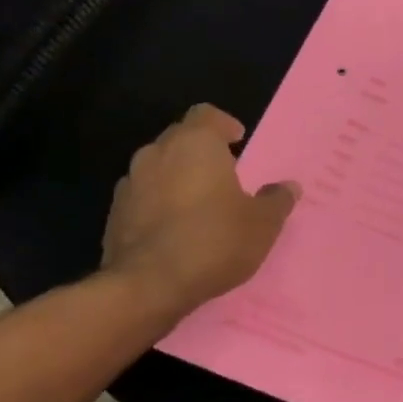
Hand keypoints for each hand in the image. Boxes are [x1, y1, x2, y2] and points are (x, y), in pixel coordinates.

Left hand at [100, 104, 298, 323]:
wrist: (148, 286)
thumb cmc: (214, 240)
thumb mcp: (263, 224)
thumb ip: (277, 200)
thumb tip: (288, 186)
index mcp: (195, 144)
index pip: (206, 114)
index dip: (223, 125)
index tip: (238, 141)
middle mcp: (157, 154)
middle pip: (180, 139)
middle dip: (201, 152)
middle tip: (225, 176)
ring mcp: (130, 184)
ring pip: (158, 169)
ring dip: (177, 179)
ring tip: (200, 206)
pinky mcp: (114, 215)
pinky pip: (143, 198)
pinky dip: (159, 205)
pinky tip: (176, 231)